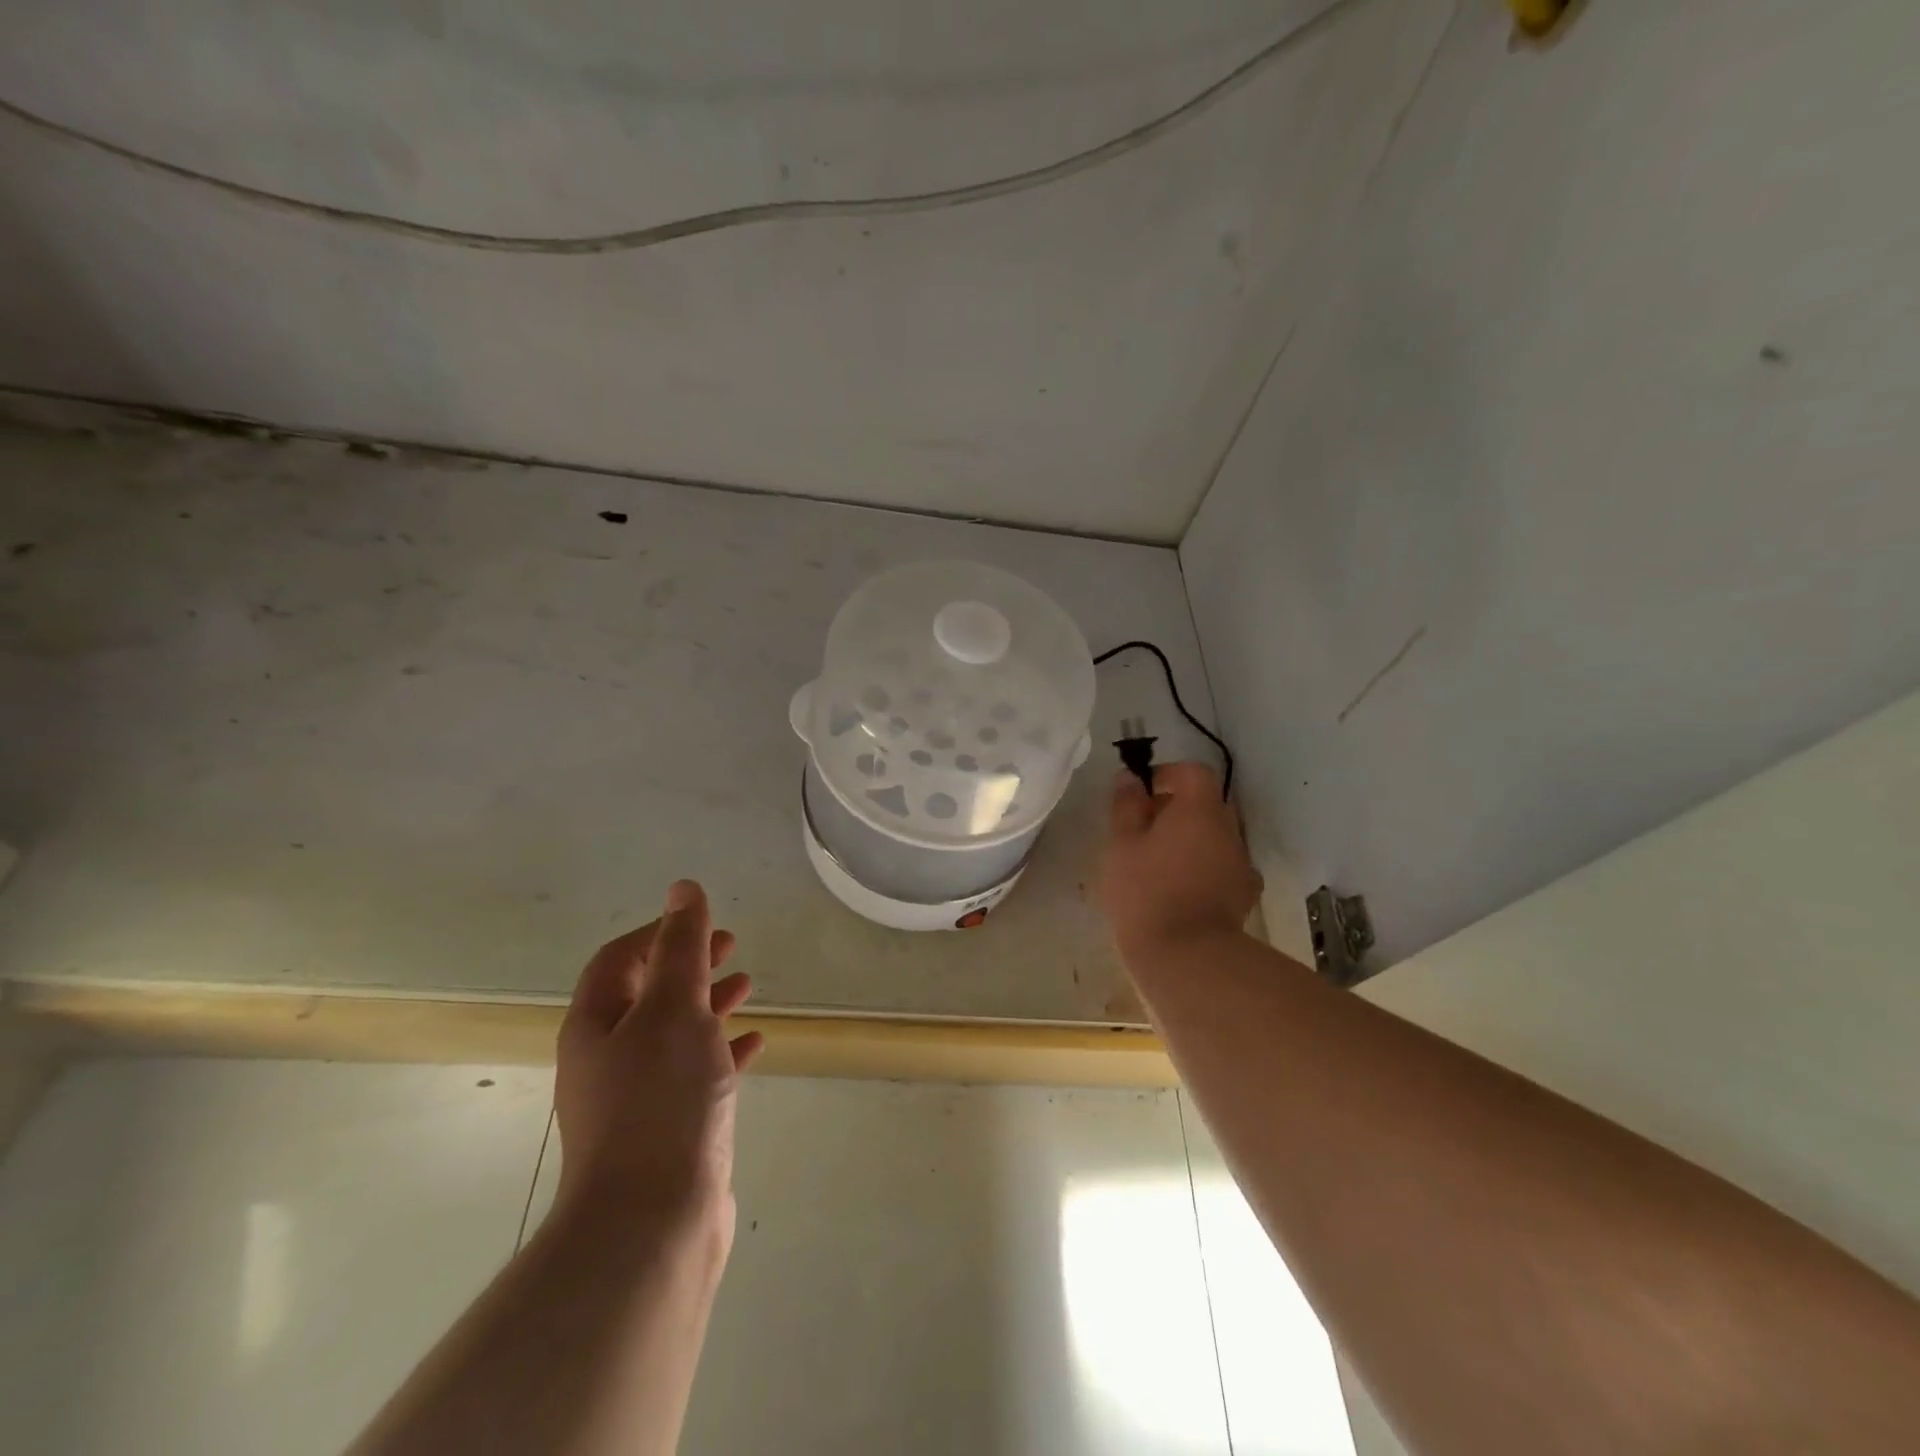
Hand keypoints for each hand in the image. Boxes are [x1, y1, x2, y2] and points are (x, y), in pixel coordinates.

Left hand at [554, 880, 764, 1237]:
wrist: (653, 1225)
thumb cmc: (661, 1102)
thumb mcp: (674, 1010)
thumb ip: (681, 948)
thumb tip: (682, 889)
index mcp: (596, 1026)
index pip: (618, 959)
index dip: (659, 932)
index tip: (704, 923)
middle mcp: (608, 1058)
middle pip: (647, 994)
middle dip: (688, 964)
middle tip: (732, 947)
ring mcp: (636, 1098)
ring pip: (674, 1033)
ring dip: (708, 1004)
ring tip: (748, 986)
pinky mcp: (668, 1129)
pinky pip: (696, 1073)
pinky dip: (723, 1050)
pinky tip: (755, 1044)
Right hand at [1102, 762, 1262, 956]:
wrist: (1186, 958)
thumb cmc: (1145, 892)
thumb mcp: (1122, 845)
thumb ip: (1126, 806)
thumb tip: (1130, 778)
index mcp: (1200, 810)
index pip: (1194, 773)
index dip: (1168, 775)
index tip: (1142, 792)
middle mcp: (1228, 831)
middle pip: (1207, 805)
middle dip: (1177, 809)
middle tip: (1143, 830)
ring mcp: (1241, 865)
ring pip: (1216, 838)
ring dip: (1191, 840)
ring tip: (1157, 863)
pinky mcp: (1243, 897)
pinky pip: (1223, 868)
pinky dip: (1204, 868)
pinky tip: (1180, 889)